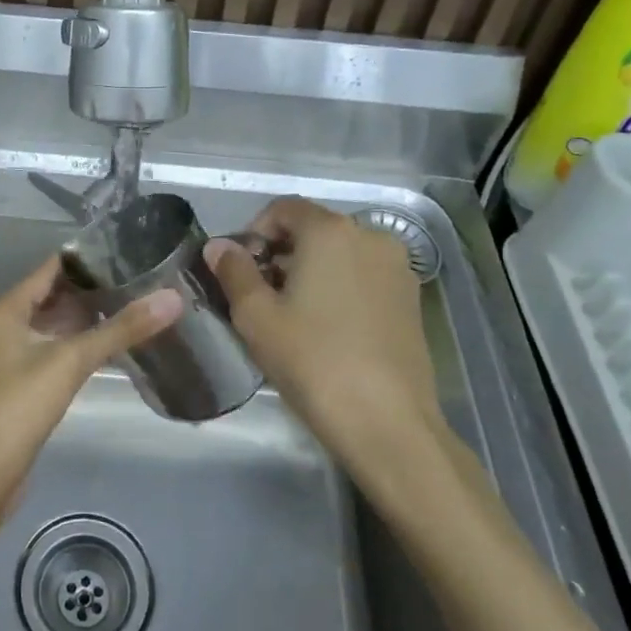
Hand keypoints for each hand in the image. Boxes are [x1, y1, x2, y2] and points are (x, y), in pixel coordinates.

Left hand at [0, 257, 180, 495]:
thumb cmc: (20, 404)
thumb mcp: (72, 360)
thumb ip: (121, 329)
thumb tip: (172, 298)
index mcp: (4, 311)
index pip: (48, 270)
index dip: (84, 260)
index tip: (123, 252)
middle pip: (48, 296)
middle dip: (88, 290)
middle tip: (135, 280)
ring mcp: (4, 357)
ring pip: (48, 326)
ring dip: (81, 319)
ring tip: (127, 307)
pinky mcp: (14, 384)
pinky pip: (46, 350)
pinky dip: (71, 344)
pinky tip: (102, 347)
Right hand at [207, 197, 440, 460]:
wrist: (387, 422)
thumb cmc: (312, 360)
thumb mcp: (256, 315)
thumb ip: (233, 270)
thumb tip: (218, 246)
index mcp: (331, 231)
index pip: (282, 208)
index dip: (253, 232)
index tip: (240, 270)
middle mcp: (371, 236)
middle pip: (313, 228)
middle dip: (281, 252)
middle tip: (259, 295)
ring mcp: (398, 267)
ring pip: (341, 253)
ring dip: (311, 270)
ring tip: (292, 314)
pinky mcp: (412, 299)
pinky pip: (364, 276)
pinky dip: (339, 287)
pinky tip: (327, 327)